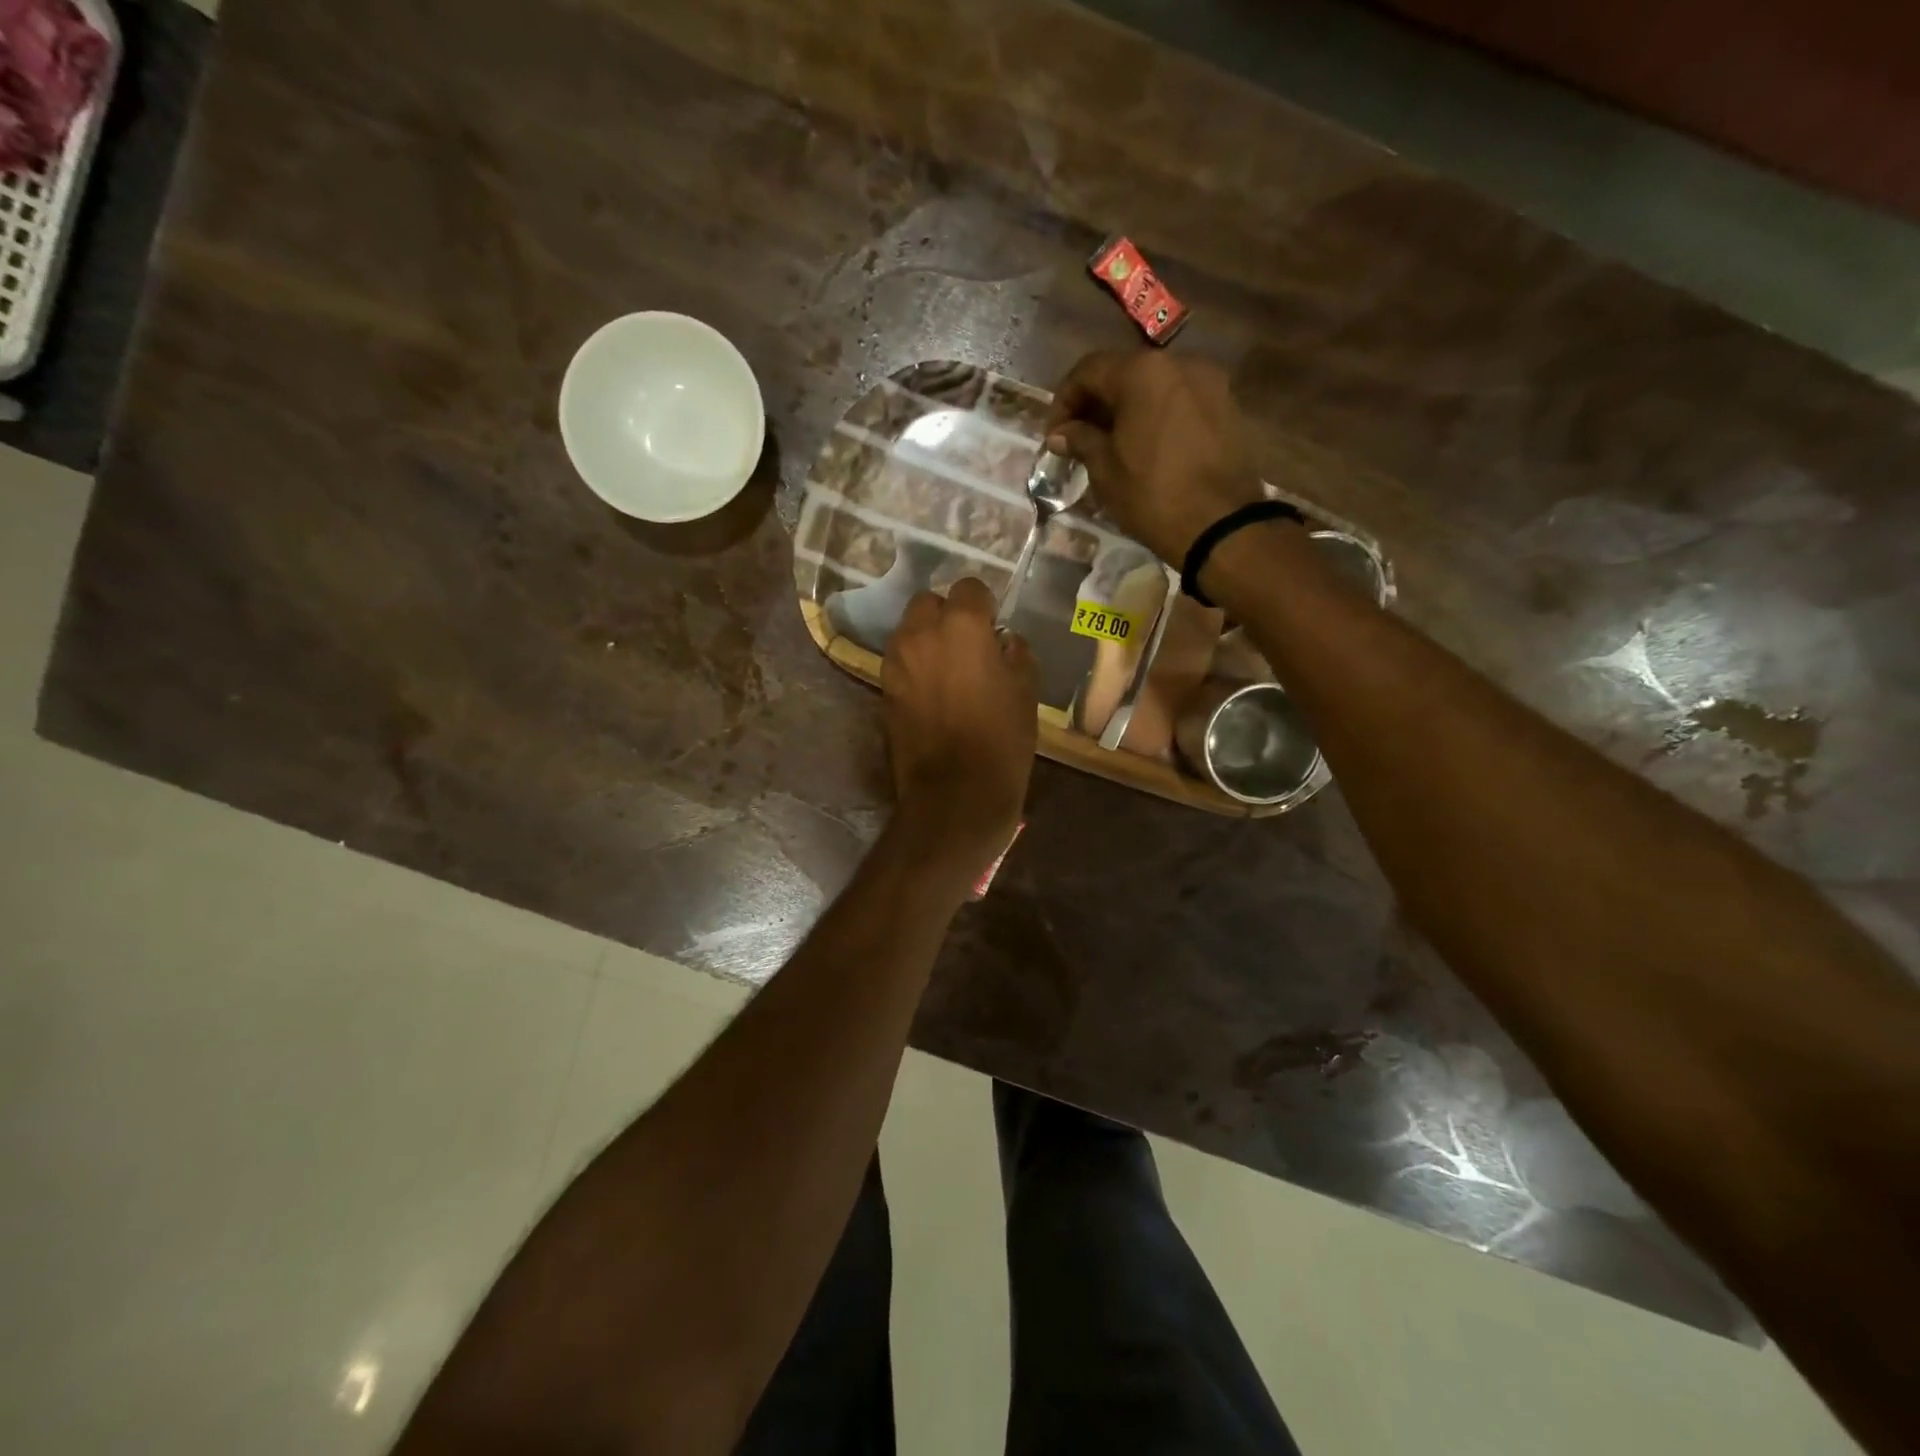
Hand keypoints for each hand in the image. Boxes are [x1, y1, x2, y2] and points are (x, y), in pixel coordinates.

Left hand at [881, 578, 1038, 886]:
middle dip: (948, 615)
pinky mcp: (883, 688)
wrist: (955, 795)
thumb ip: (1015, 653)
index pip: (969, 588)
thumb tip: (1003, 641)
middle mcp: (921, 633)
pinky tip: (933, 691)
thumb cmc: (1001, 741)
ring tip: (950, 669)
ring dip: (928, 638)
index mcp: (962, 626)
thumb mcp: (1026, 691)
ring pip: (910, 630)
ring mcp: (896, 661)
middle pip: (929, 602)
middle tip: (969, 645)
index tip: (994, 628)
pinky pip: (901, 660)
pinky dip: (915, 664)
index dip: (984, 605)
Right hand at [1045, 350, 1265, 563]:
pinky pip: (1180, 403)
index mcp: (1142, 372)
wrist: (1220, 525)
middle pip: (1125, 374)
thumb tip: (1061, 434)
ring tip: (1113, 446)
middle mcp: (1179, 363)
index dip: (1065, 401)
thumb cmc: (1152, 495)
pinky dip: (1157, 418)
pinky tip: (1146, 449)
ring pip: (1155, 388)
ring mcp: (1209, 383)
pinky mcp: (1227, 407)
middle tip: (1079, 440)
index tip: (1055, 435)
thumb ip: (1081, 440)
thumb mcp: (1105, 470)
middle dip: (1098, 404)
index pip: (1090, 371)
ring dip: (1128, 410)